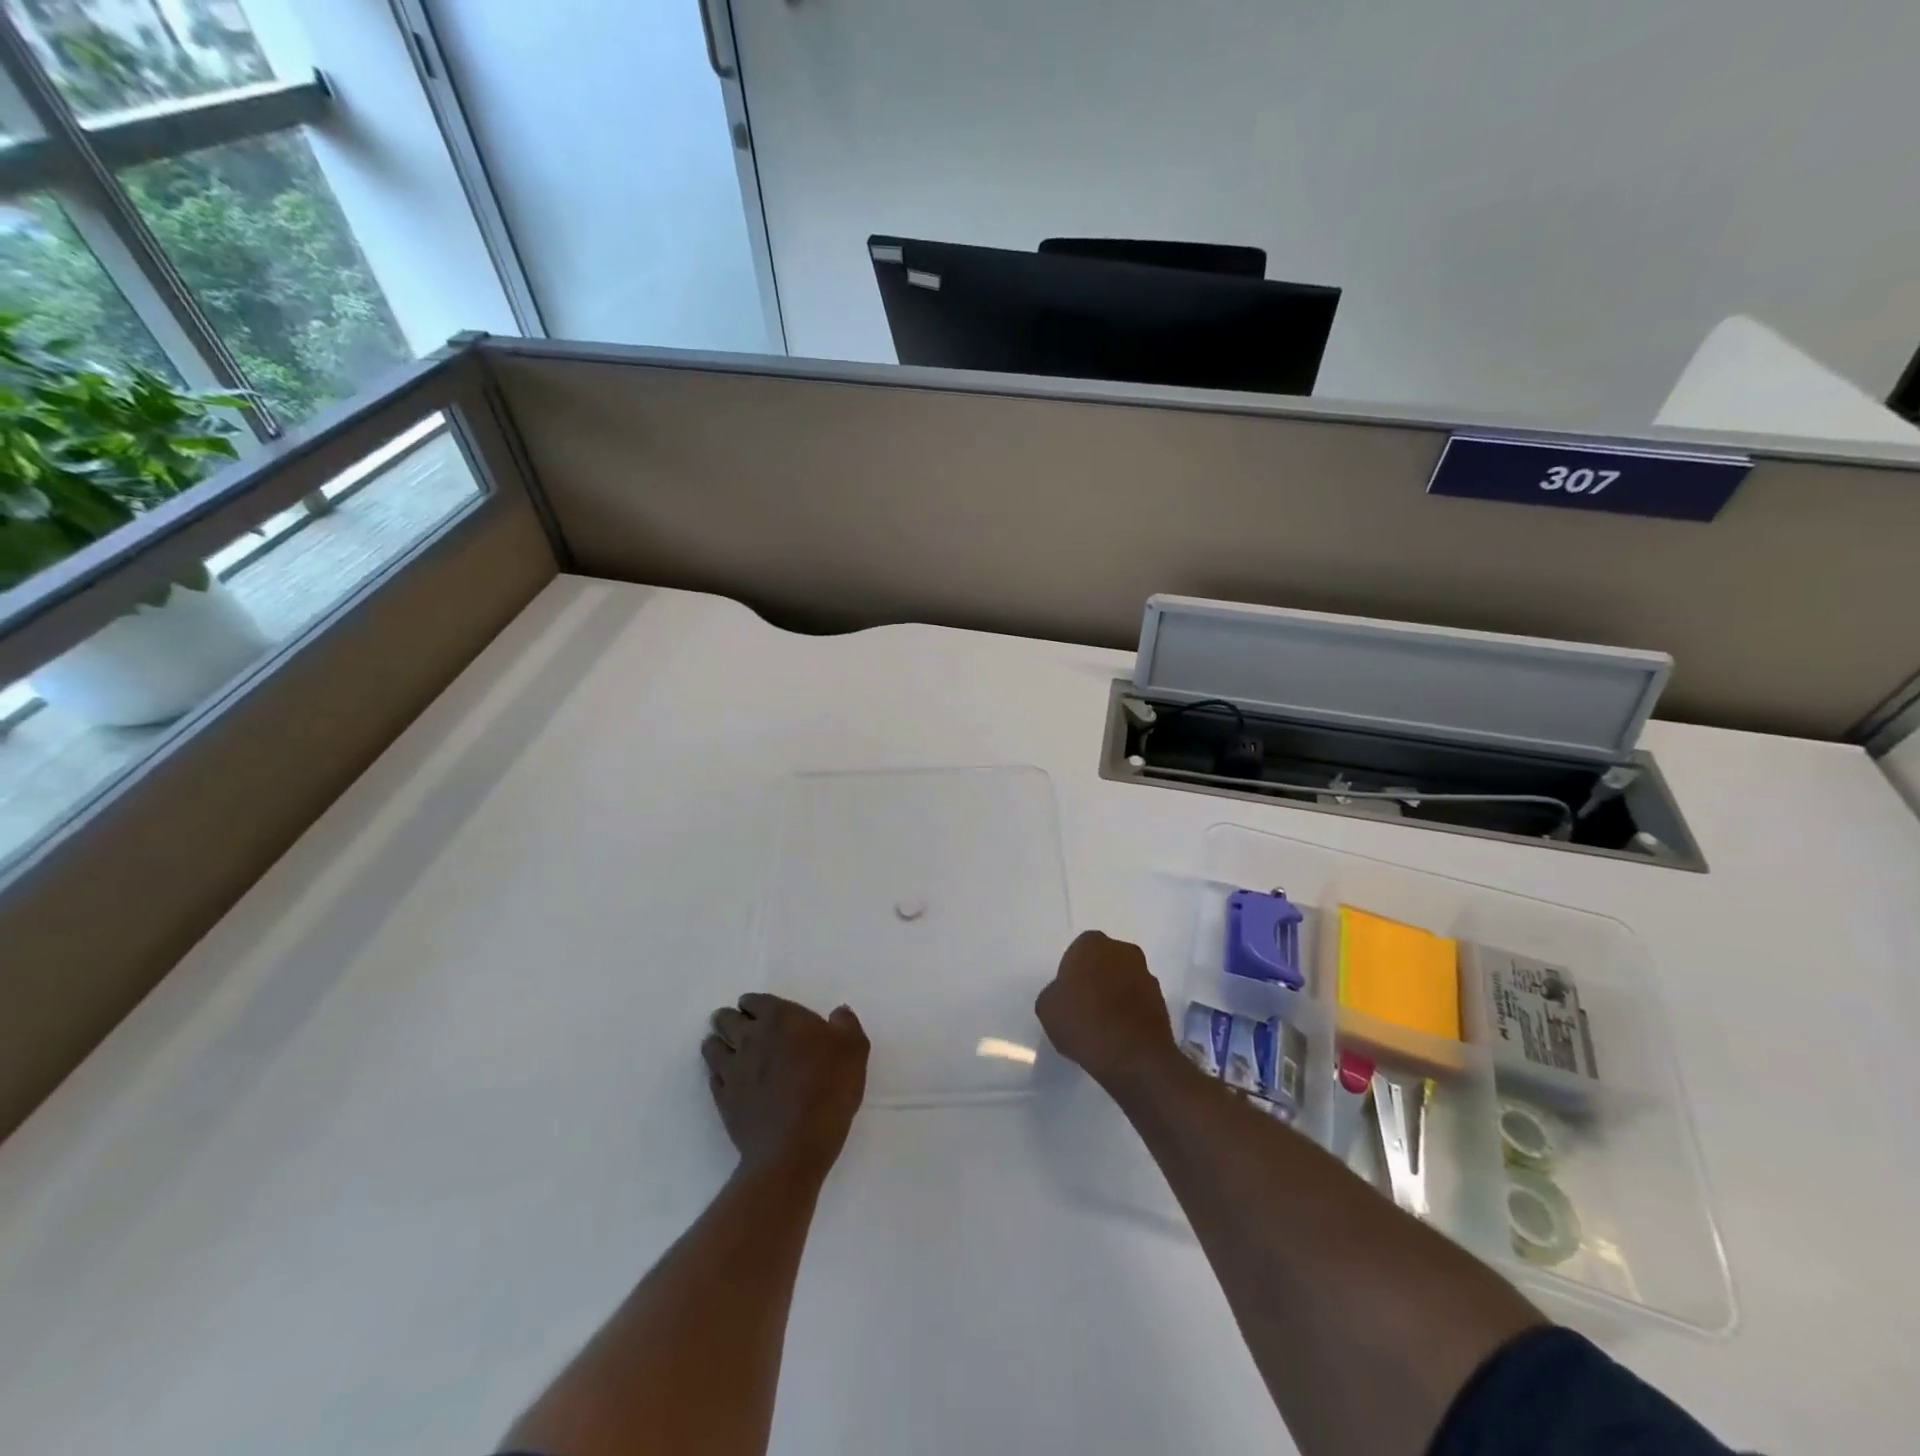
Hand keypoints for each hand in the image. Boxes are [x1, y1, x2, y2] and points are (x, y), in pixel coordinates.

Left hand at [703, 993, 869, 1177]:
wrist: (796, 1146)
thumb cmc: (829, 1088)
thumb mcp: (854, 1049)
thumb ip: (846, 1024)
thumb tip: (838, 1013)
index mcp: (779, 1018)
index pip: (753, 1000)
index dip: (755, 1004)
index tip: (761, 1012)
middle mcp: (749, 1038)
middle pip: (725, 1019)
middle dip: (730, 1019)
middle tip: (741, 1027)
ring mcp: (732, 1070)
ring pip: (711, 1046)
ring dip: (718, 1044)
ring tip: (728, 1050)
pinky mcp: (722, 1100)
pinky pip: (713, 1077)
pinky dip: (718, 1074)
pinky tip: (729, 1081)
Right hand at [1034, 931, 1178, 1093]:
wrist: (1134, 1057)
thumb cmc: (1084, 1023)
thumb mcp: (1047, 1008)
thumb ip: (1054, 993)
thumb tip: (1067, 996)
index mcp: (1092, 944)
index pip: (1078, 950)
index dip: (1072, 972)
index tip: (1067, 995)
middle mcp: (1123, 951)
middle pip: (1104, 962)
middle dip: (1096, 978)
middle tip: (1084, 1007)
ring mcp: (1146, 975)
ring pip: (1123, 980)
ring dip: (1115, 995)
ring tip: (1103, 1025)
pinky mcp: (1162, 1001)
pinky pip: (1138, 1001)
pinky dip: (1130, 1012)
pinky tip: (1119, 1035)